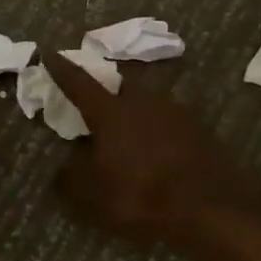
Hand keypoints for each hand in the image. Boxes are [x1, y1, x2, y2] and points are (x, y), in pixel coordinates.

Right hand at [44, 53, 253, 243]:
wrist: (210, 207)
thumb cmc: (141, 196)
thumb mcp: (93, 197)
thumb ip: (72, 178)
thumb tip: (63, 168)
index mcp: (112, 113)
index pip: (80, 84)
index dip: (63, 70)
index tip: (50, 53)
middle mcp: (144, 102)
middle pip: (122, 87)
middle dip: (110, 93)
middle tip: (101, 108)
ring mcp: (177, 113)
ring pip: (150, 105)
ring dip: (138, 116)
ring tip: (132, 139)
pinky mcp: (201, 130)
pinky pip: (172, 125)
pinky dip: (160, 134)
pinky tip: (161, 155)